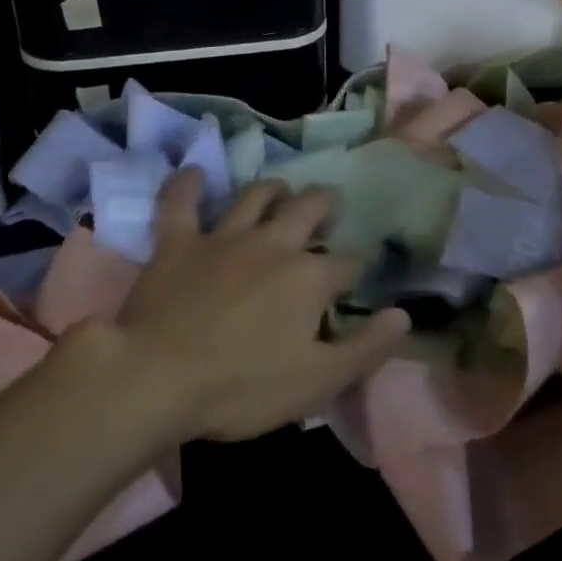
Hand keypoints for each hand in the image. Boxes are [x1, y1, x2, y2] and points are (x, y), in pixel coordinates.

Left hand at [110, 169, 410, 441]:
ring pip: (255, 195)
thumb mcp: (316, 382)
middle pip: (308, 208)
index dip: (356, 267)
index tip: (354, 274)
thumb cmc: (242, 387)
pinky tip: (194, 173)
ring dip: (272, 189)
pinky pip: (181, 202)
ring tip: (280, 191)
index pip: (347, 263)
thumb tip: (403, 315)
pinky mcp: (179, 241)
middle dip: (324, 204)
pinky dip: (188, 185)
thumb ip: (365, 348)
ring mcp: (224, 237)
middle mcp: (273, 244)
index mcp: (309, 278)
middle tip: (327, 207)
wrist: (158, 378)